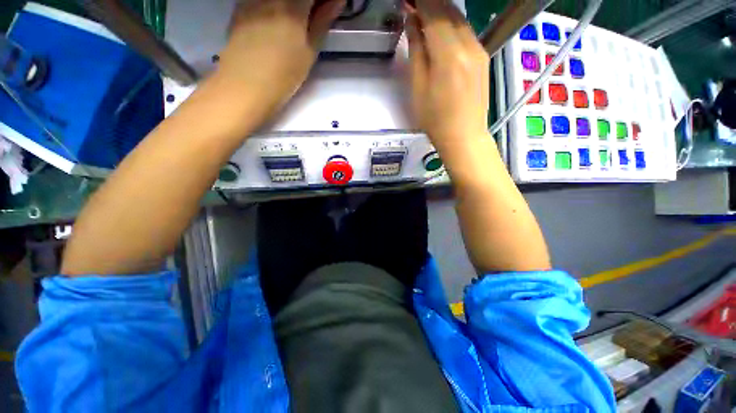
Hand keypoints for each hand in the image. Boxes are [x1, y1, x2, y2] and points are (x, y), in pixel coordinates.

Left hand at [215, 0, 343, 118]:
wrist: (245, 85)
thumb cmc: (284, 74)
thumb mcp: (309, 51)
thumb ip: (322, 21)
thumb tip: (336, 1)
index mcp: (293, 4)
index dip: (323, 1)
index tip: (326, 10)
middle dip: (307, 4)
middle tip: (313, 17)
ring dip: (291, 6)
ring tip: (296, 22)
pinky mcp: (241, 6)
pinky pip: (262, 0)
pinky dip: (275, 7)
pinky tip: (276, 21)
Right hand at [405, 0, 489, 148]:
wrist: (464, 136)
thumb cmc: (435, 119)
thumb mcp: (418, 88)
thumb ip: (416, 50)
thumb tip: (413, 21)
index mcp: (448, 54)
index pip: (433, 11)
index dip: (419, 1)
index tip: (407, 1)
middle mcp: (468, 45)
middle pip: (448, 9)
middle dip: (429, 2)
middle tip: (412, 6)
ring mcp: (479, 49)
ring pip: (459, 17)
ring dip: (440, 11)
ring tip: (423, 15)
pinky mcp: (483, 57)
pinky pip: (466, 30)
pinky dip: (451, 24)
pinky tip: (440, 31)